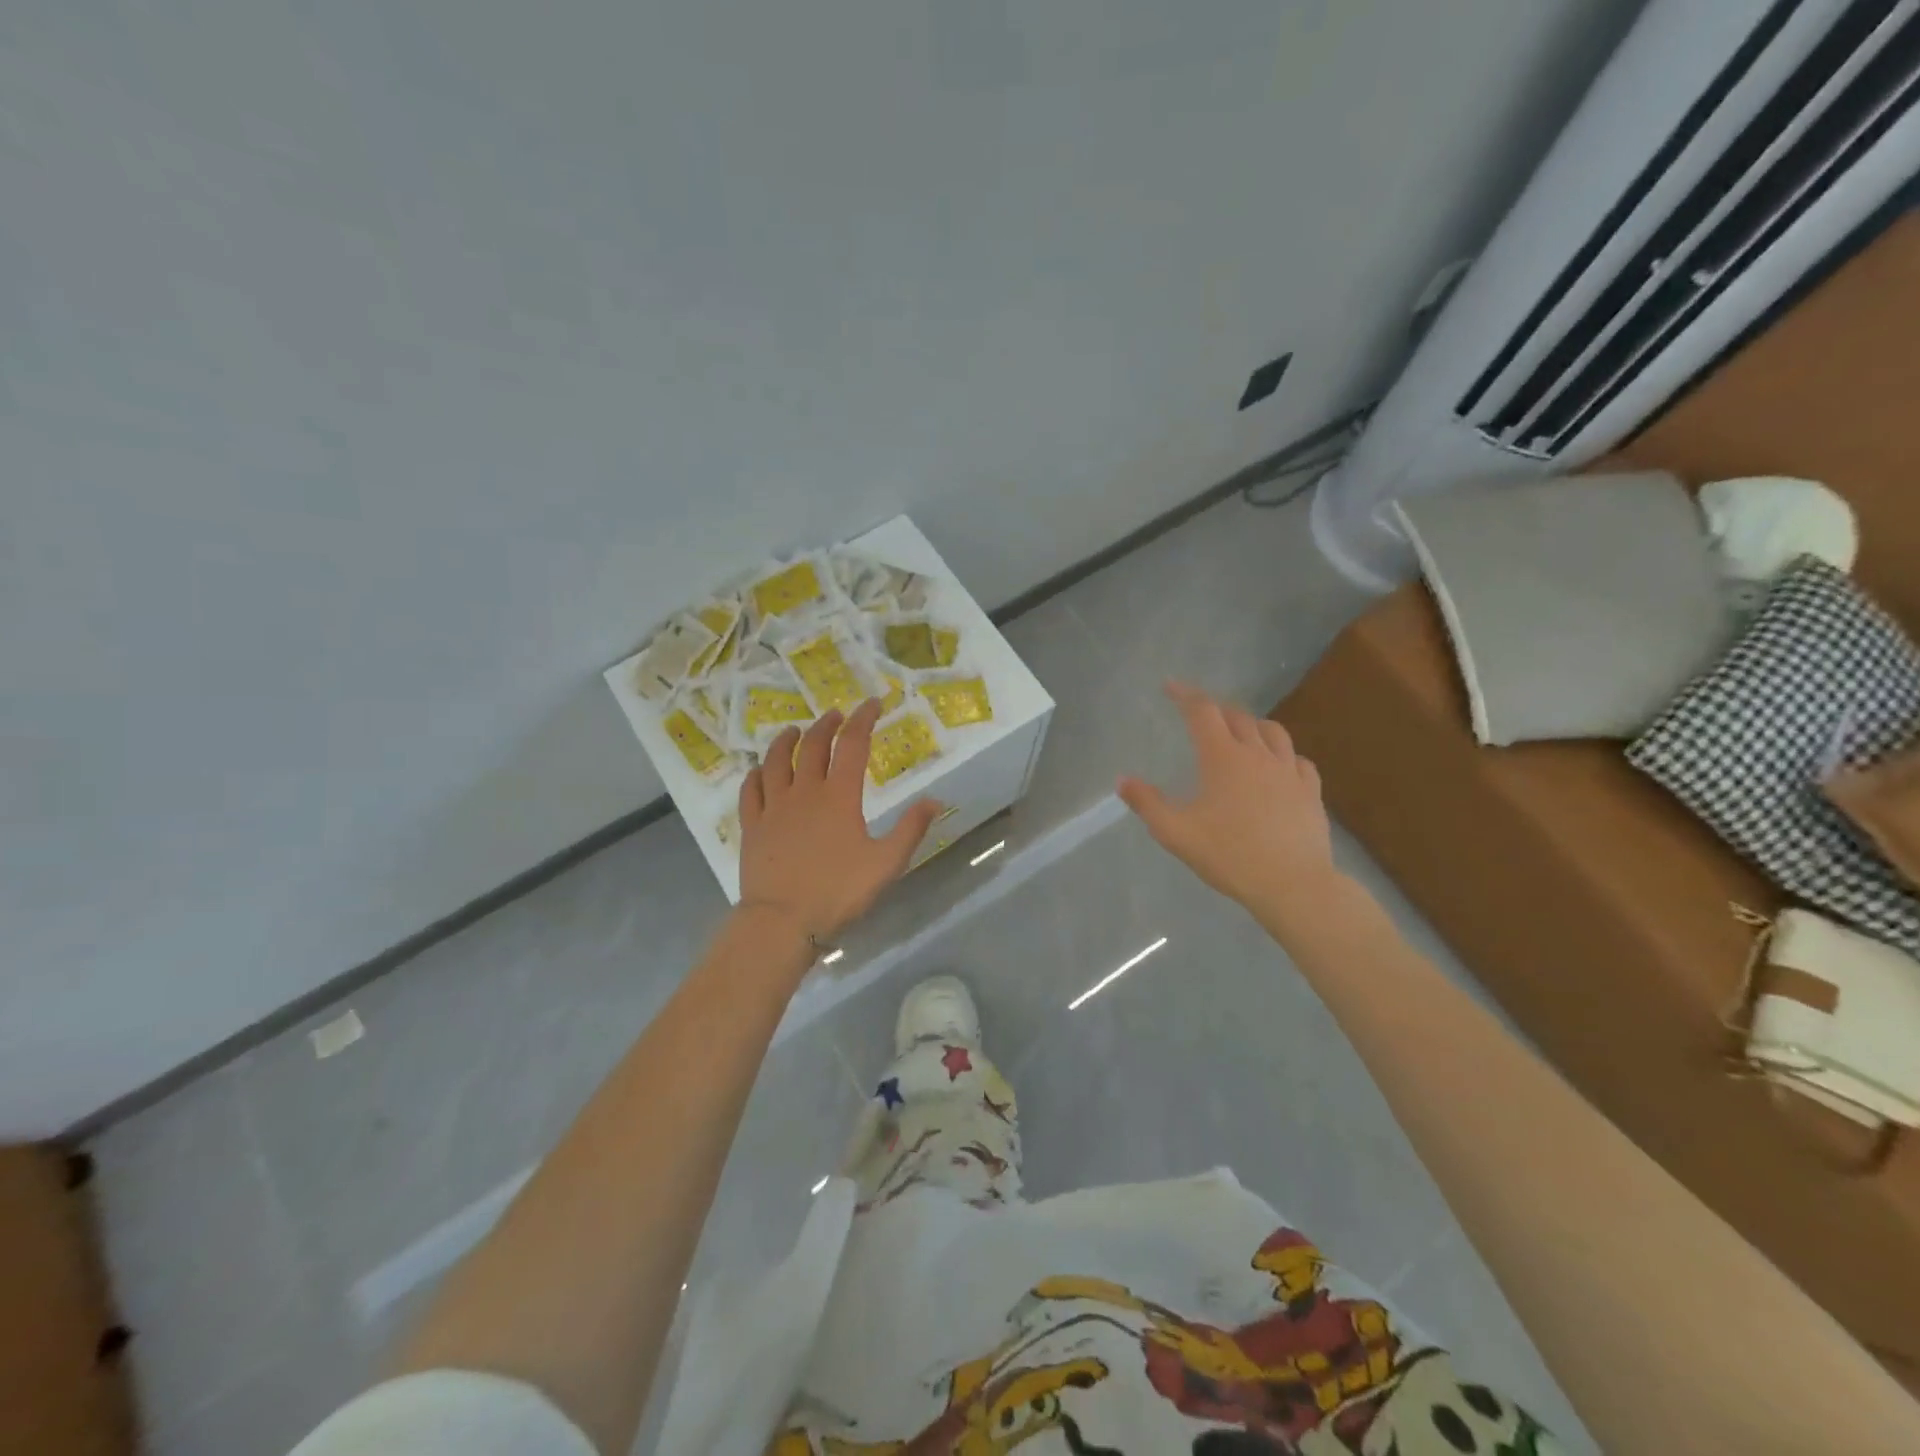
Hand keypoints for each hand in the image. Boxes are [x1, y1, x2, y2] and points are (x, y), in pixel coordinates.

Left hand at [736, 699, 942, 942]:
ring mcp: (774, 807)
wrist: (782, 920)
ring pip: (776, 760)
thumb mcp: (886, 863)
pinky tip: (759, 770)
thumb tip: (935, 800)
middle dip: (826, 724)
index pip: (853, 745)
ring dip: (786, 740)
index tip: (873, 703)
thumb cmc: (838, 891)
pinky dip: (756, 773)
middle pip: (812, 746)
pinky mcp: (752, 825)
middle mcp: (804, 791)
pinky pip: (751, 789)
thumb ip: (910, 829)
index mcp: (839, 797)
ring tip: (794, 730)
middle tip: (836, 715)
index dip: (864, 719)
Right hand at [1118, 682, 1337, 918]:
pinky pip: (1298, 760)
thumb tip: (1123, 780)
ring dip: (1252, 725)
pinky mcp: (1310, 792)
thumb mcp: (1176, 833)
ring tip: (1240, 732)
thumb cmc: (1229, 855)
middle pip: (1237, 716)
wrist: (1293, 884)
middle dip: (1215, 709)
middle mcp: (1257, 755)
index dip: (1185, 694)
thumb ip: (1147, 804)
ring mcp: (1289, 771)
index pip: (1202, 712)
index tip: (1170, 686)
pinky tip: (1279, 766)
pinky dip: (1284, 754)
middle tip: (1200, 713)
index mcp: (1223, 758)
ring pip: (1272, 732)